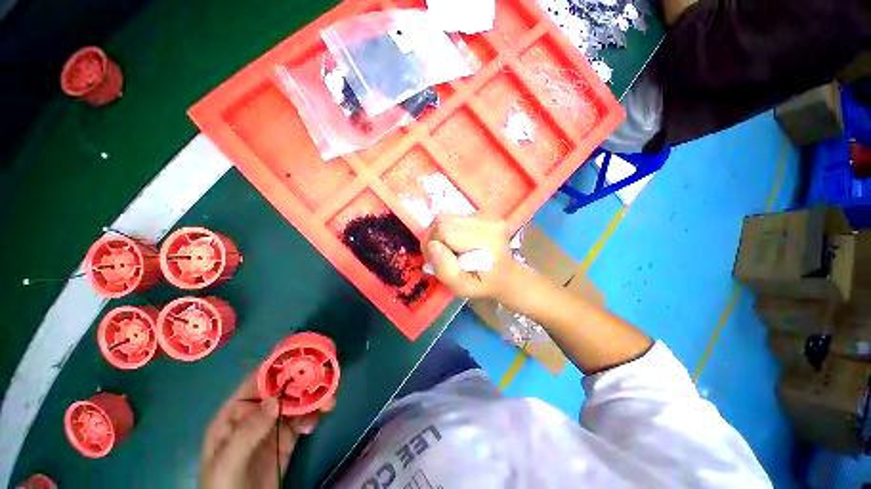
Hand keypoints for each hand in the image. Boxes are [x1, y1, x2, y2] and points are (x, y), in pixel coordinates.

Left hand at [199, 374, 332, 488]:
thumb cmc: (222, 483)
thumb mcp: (229, 456)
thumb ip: (248, 430)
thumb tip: (274, 400)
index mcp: (229, 418)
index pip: (250, 389)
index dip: (270, 373)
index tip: (293, 360)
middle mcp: (248, 424)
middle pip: (273, 400)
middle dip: (295, 389)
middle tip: (321, 382)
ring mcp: (265, 440)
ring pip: (287, 415)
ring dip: (305, 405)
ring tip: (327, 401)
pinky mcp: (280, 455)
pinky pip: (294, 434)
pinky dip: (306, 424)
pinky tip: (316, 420)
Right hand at [422, 214, 519, 300]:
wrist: (506, 276)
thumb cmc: (486, 284)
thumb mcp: (464, 287)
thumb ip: (446, 270)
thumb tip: (432, 246)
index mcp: (486, 236)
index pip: (443, 230)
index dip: (433, 247)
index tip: (436, 263)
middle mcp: (487, 218)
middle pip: (442, 221)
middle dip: (434, 240)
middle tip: (439, 258)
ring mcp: (485, 213)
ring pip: (445, 218)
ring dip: (440, 236)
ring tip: (448, 253)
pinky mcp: (481, 213)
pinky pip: (453, 219)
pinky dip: (448, 232)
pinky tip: (456, 246)